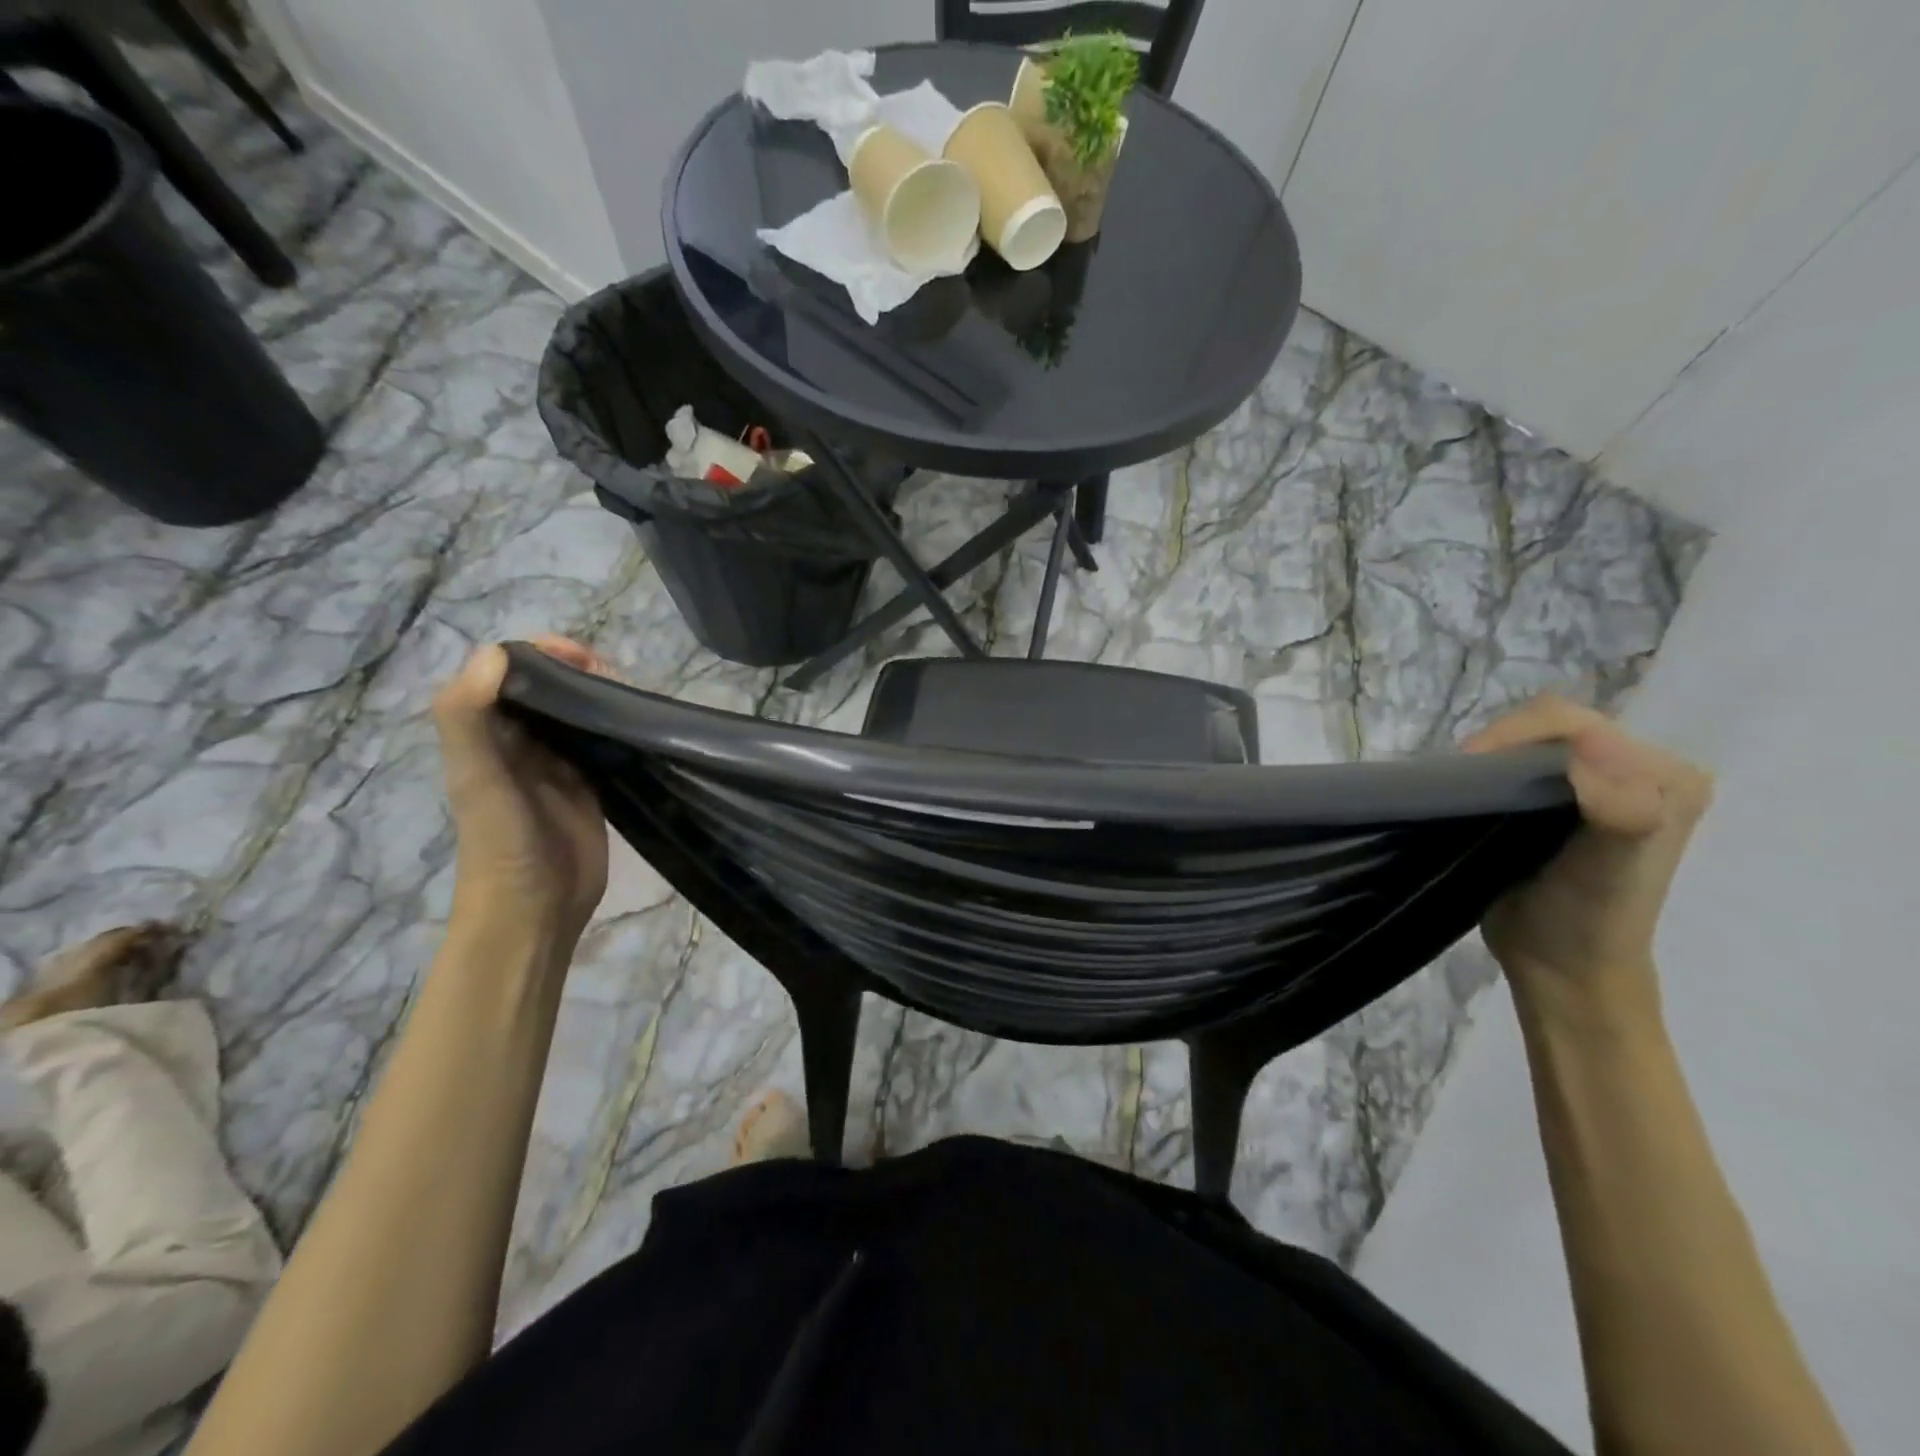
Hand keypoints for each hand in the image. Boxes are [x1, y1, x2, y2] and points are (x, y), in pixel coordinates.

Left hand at [432, 637, 609, 952]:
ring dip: (599, 695)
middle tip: (613, 675)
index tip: (579, 655)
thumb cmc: (501, 844)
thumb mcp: (478, 779)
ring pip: (576, 713)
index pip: (506, 673)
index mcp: (485, 735)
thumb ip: (470, 716)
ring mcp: (557, 766)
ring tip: (630, 693)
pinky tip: (638, 720)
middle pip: (546, 689)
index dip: (538, 653)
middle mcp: (519, 744)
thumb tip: (499, 650)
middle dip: (577, 671)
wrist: (535, 910)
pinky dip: (617, 726)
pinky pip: (601, 743)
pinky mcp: (589, 786)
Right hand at [1464, 696, 1713, 1018]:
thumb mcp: (1610, 867)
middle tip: (1462, 779)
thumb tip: (1592, 746)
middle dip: (1501, 744)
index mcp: (1666, 776)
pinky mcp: (1558, 804)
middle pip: (1552, 727)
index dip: (1517, 733)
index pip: (1578, 723)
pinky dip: (1488, 772)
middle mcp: (1637, 771)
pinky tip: (1471, 793)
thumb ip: (1620, 810)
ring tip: (1462, 787)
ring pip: (1529, 745)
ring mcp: (1595, 787)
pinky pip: (1517, 767)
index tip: (1471, 766)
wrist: (1563, 968)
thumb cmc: (1588, 920)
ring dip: (1490, 759)